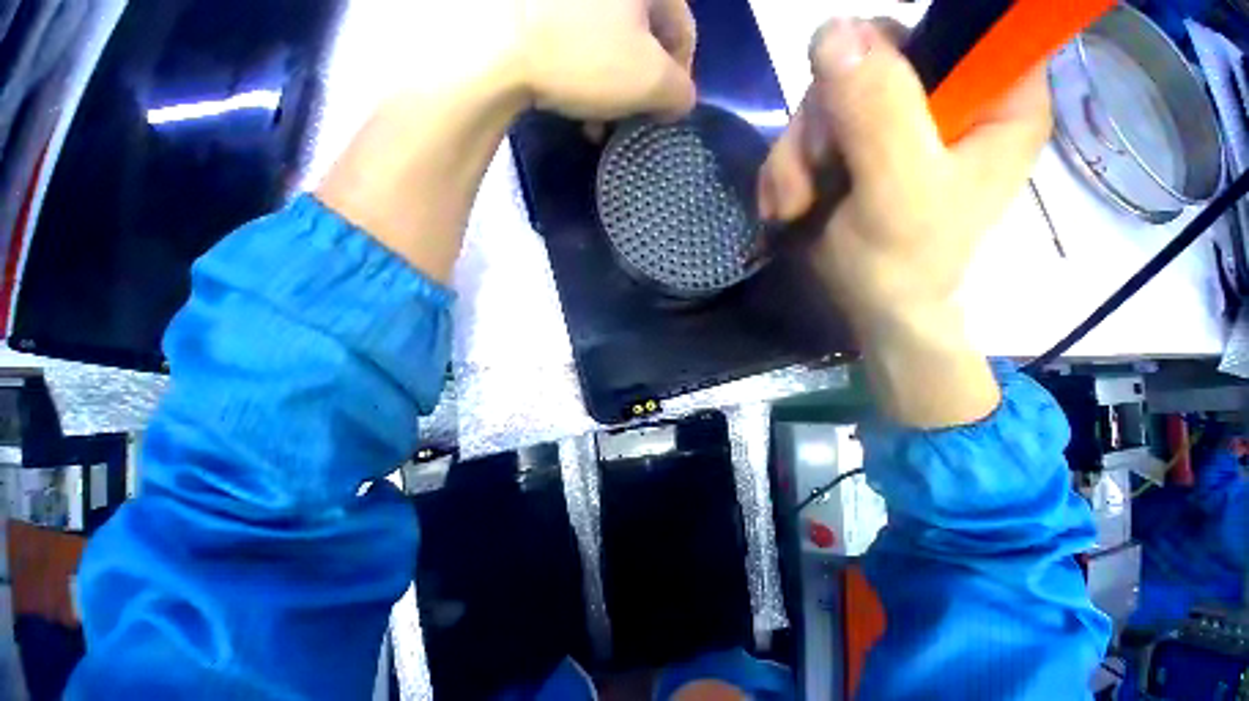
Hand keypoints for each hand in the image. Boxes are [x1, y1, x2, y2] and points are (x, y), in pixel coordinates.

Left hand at [513, 0, 696, 118]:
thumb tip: (681, 99)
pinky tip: (573, 104)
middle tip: (628, 123)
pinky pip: (579, 41)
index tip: (665, 114)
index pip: (683, 30)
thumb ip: (680, 92)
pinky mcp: (543, 8)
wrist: (495, 43)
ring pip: (609, 45)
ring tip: (596, 125)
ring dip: (610, 90)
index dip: (682, 78)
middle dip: (639, 90)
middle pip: (643, 40)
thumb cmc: (585, 57)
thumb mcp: (649, 81)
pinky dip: (584, 74)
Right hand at [758, 18, 1050, 426]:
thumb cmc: (900, 263)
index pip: (954, 24)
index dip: (897, 48)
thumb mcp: (895, 190)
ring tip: (796, 205)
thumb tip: (831, 30)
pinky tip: (788, 207)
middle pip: (870, 58)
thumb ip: (876, 110)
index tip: (859, 100)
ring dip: (796, 157)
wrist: (870, 309)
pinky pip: (805, 136)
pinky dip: (787, 173)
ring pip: (826, 100)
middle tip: (815, 175)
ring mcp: (893, 124)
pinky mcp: (853, 150)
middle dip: (825, 121)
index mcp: (996, 96)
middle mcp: (947, 98)